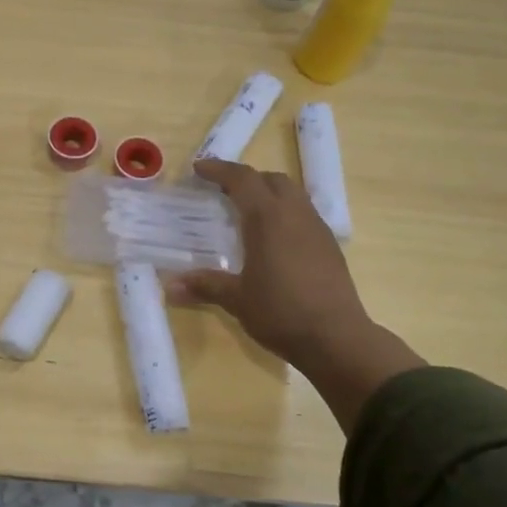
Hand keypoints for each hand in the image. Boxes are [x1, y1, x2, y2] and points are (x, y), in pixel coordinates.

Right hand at [170, 158, 424, 430]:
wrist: (337, 338)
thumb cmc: (281, 312)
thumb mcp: (237, 299)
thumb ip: (205, 286)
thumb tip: (169, 286)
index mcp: (268, 218)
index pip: (242, 179)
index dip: (219, 170)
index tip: (199, 168)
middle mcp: (295, 214)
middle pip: (272, 180)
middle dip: (247, 179)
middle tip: (223, 191)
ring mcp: (317, 229)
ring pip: (293, 194)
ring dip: (269, 194)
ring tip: (249, 213)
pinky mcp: (330, 246)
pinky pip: (304, 215)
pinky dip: (285, 214)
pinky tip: (275, 240)